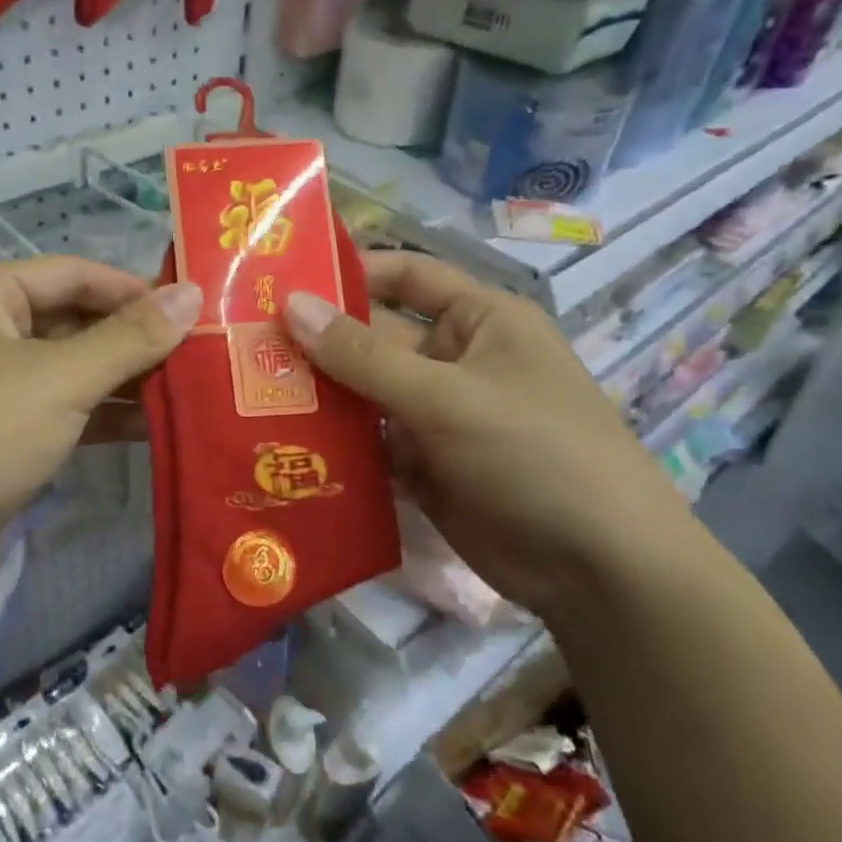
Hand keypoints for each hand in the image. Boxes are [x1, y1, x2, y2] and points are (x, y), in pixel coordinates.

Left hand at [0, 257, 201, 603]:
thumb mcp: (61, 379)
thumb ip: (131, 337)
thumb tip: (193, 293)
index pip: (72, 273)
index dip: (135, 290)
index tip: (194, 310)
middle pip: (70, 320)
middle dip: (132, 340)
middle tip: (200, 354)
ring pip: (65, 369)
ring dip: (121, 380)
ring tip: (188, 389)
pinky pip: (54, 409)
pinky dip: (97, 414)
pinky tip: (151, 425)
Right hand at [283, 251, 694, 616]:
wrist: (597, 567)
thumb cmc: (533, 452)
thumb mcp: (446, 396)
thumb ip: (363, 356)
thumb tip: (291, 305)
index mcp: (479, 322)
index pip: (407, 277)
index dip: (351, 273)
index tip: (283, 281)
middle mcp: (455, 362)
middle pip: (375, 341)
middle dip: (317, 346)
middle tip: (243, 349)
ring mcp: (439, 418)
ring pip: (366, 397)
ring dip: (320, 399)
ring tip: (247, 397)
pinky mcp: (425, 469)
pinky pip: (372, 447)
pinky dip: (337, 448)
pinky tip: (283, 449)